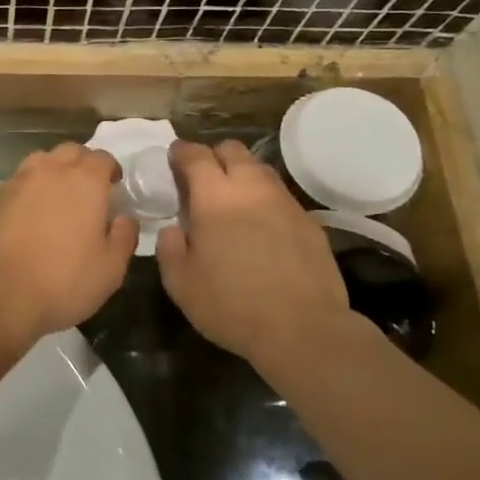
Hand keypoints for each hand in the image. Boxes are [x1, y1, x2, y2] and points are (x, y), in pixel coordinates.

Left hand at [0, 142, 137, 345]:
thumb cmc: (62, 281)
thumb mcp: (110, 269)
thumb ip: (123, 237)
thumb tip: (125, 218)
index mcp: (84, 180)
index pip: (102, 157)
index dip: (111, 169)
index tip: (115, 186)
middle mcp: (50, 170)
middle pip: (71, 152)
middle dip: (83, 163)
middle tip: (89, 189)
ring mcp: (18, 182)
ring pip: (42, 161)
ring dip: (55, 171)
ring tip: (60, 197)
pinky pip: (21, 181)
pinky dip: (32, 189)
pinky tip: (34, 213)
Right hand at [157, 140, 350, 363]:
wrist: (303, 329)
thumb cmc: (232, 305)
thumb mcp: (181, 283)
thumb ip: (169, 248)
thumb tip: (173, 229)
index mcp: (215, 197)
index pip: (195, 155)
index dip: (181, 152)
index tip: (173, 158)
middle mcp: (252, 188)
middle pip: (233, 150)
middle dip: (214, 156)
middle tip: (202, 179)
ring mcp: (285, 202)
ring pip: (261, 169)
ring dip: (242, 175)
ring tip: (233, 200)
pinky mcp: (310, 221)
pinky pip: (281, 197)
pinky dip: (265, 201)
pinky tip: (262, 227)